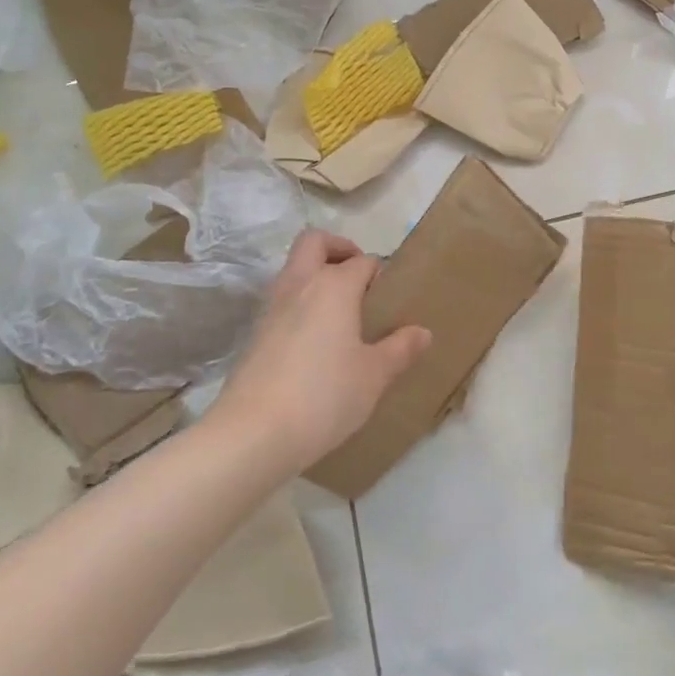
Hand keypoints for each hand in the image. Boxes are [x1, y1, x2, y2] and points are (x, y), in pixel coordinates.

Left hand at [212, 229, 431, 473]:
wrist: (252, 434)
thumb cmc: (324, 395)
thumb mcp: (374, 376)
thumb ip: (399, 349)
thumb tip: (422, 332)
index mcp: (334, 286)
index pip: (363, 261)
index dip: (380, 272)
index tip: (392, 295)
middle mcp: (300, 285)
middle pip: (314, 242)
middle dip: (338, 248)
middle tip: (358, 277)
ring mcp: (271, 308)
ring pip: (293, 269)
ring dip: (316, 276)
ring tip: (340, 312)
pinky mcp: (255, 334)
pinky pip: (282, 301)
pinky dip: (300, 305)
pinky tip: (315, 342)